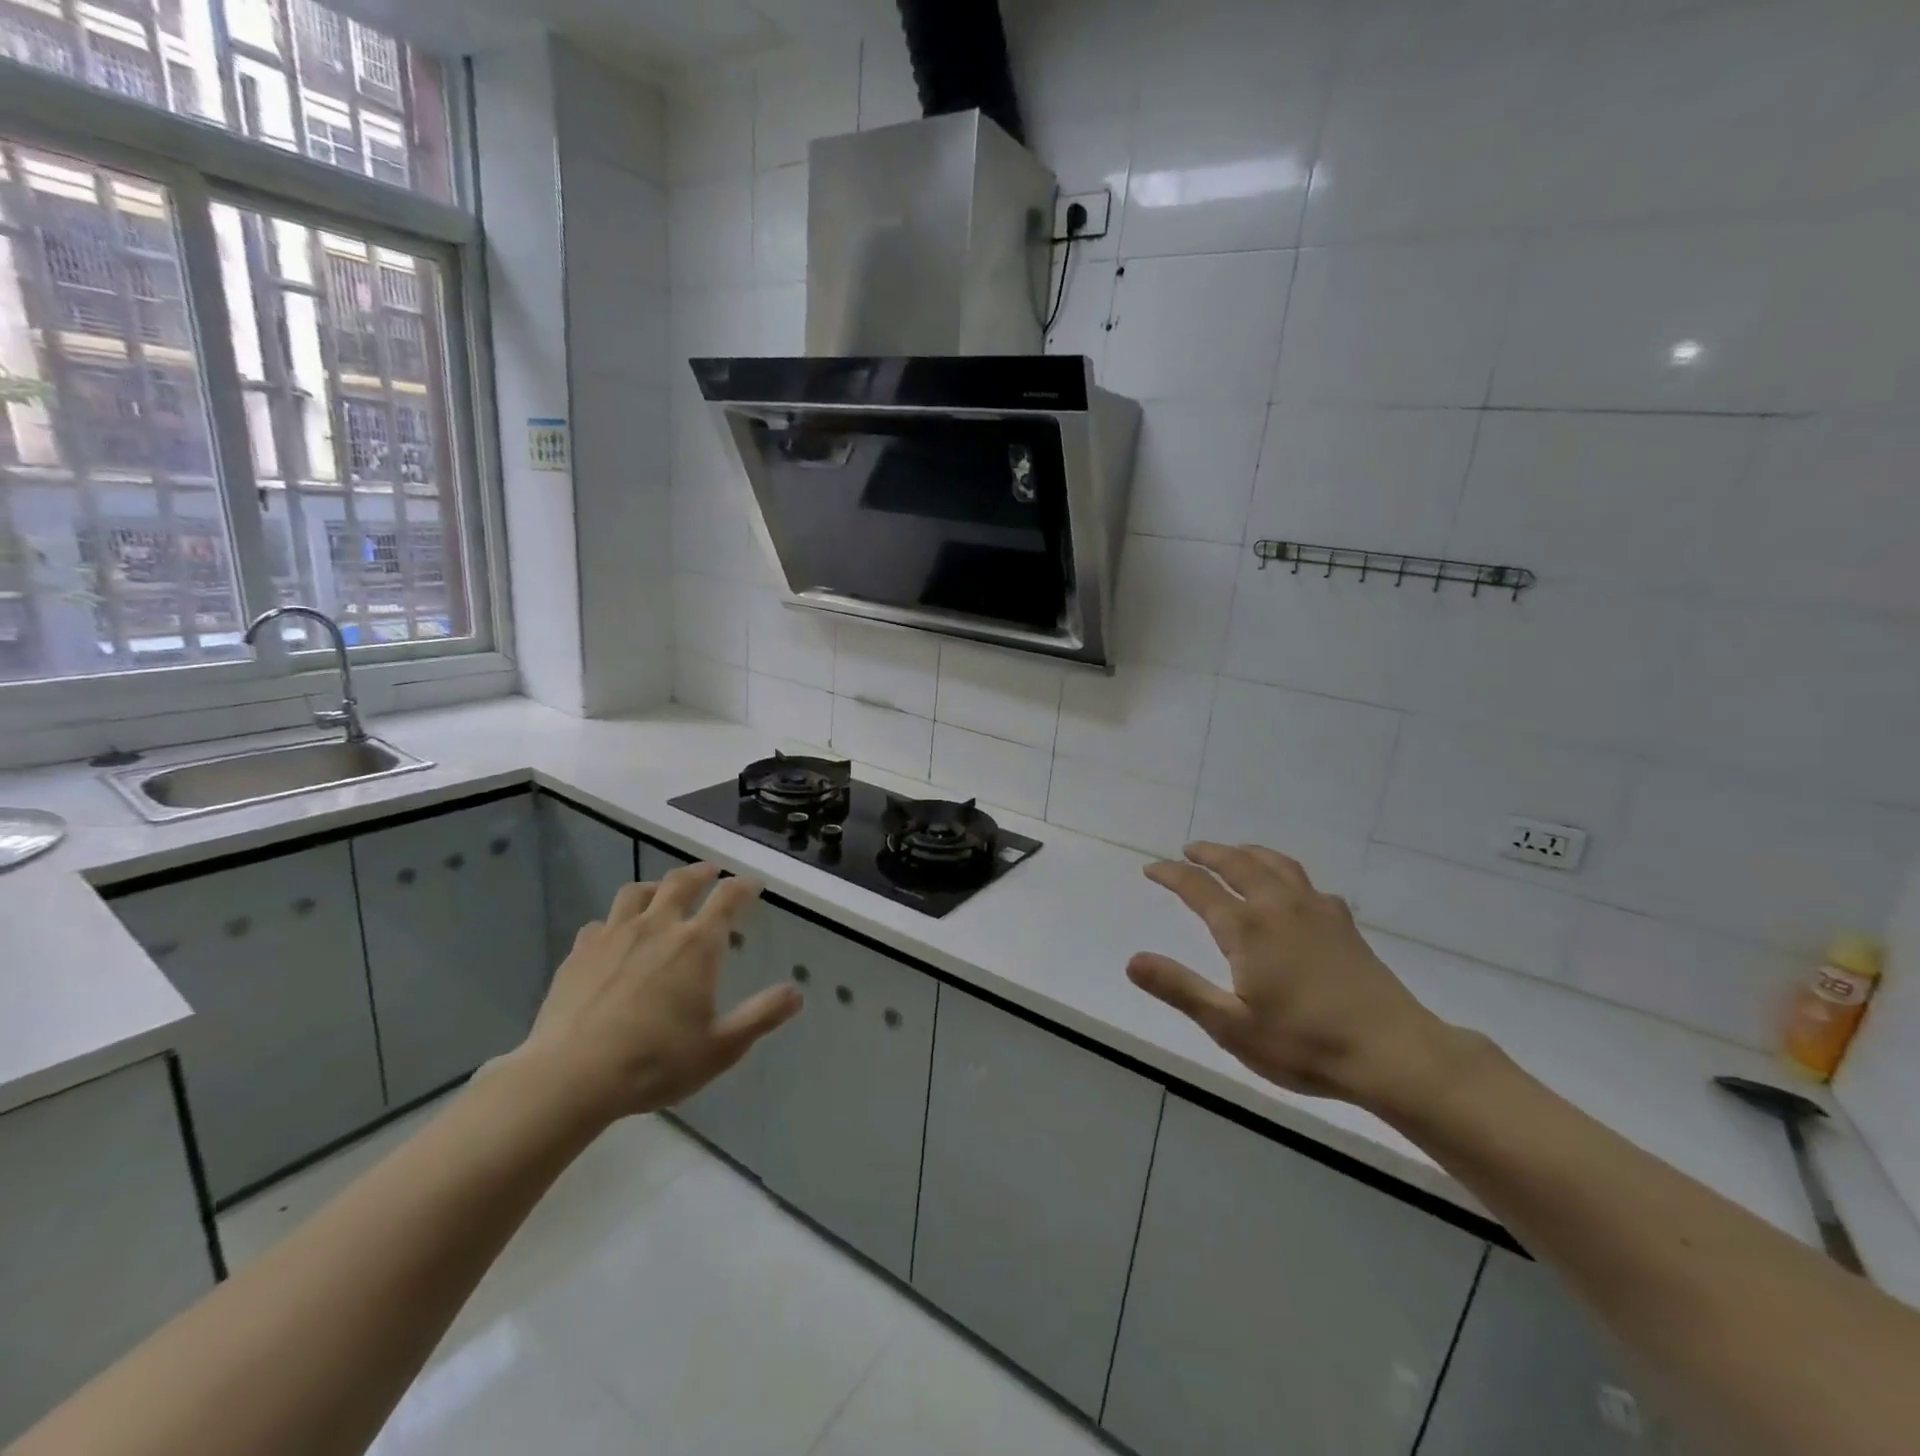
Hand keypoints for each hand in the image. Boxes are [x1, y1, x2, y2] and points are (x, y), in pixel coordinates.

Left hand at [508, 863, 801, 1125]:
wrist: (570, 1077)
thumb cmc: (655, 1062)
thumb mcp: (721, 1047)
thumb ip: (762, 1015)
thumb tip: (796, 992)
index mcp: (696, 944)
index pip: (728, 898)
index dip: (744, 886)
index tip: (753, 883)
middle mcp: (658, 927)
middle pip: (681, 882)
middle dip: (701, 872)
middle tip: (711, 872)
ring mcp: (614, 936)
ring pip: (637, 892)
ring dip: (656, 886)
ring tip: (662, 892)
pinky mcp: (579, 952)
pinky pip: (600, 922)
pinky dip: (615, 921)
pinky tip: (614, 936)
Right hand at [1127, 843, 1452, 1108]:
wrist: (1394, 1054)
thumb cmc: (1304, 1044)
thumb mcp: (1230, 1025)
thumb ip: (1179, 988)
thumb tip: (1132, 960)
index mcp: (1247, 927)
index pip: (1199, 887)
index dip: (1172, 874)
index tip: (1152, 868)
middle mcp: (1280, 906)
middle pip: (1239, 863)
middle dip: (1209, 853)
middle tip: (1189, 850)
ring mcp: (1317, 911)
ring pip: (1276, 864)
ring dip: (1248, 853)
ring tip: (1234, 853)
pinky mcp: (1344, 924)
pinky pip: (1306, 881)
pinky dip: (1284, 873)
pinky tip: (1290, 891)